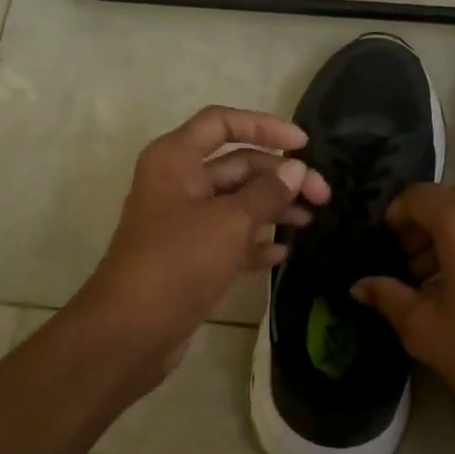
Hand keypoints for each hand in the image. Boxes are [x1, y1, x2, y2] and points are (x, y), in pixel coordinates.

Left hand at [75, 106, 332, 390]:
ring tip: (310, 222)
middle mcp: (178, 182)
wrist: (131, 331)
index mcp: (176, 158)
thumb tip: (297, 169)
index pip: (222, 122)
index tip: (304, 145)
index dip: (265, 126)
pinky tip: (284, 253)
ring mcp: (183, 221)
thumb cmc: (178, 262)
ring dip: (273, 208)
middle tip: (323, 196)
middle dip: (280, 176)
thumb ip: (267, 193)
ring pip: (236, 202)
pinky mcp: (190, 256)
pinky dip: (255, 242)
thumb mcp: (229, 222)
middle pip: (237, 164)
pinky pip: (229, 237)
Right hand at [352, 184, 454, 453]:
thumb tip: (359, 285)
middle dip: (424, 226)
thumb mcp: (425, 330)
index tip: (385, 245)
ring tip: (438, 280)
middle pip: (452, 200)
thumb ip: (388, 297)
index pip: (419, 196)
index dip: (396, 215)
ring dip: (453, 235)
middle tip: (408, 266)